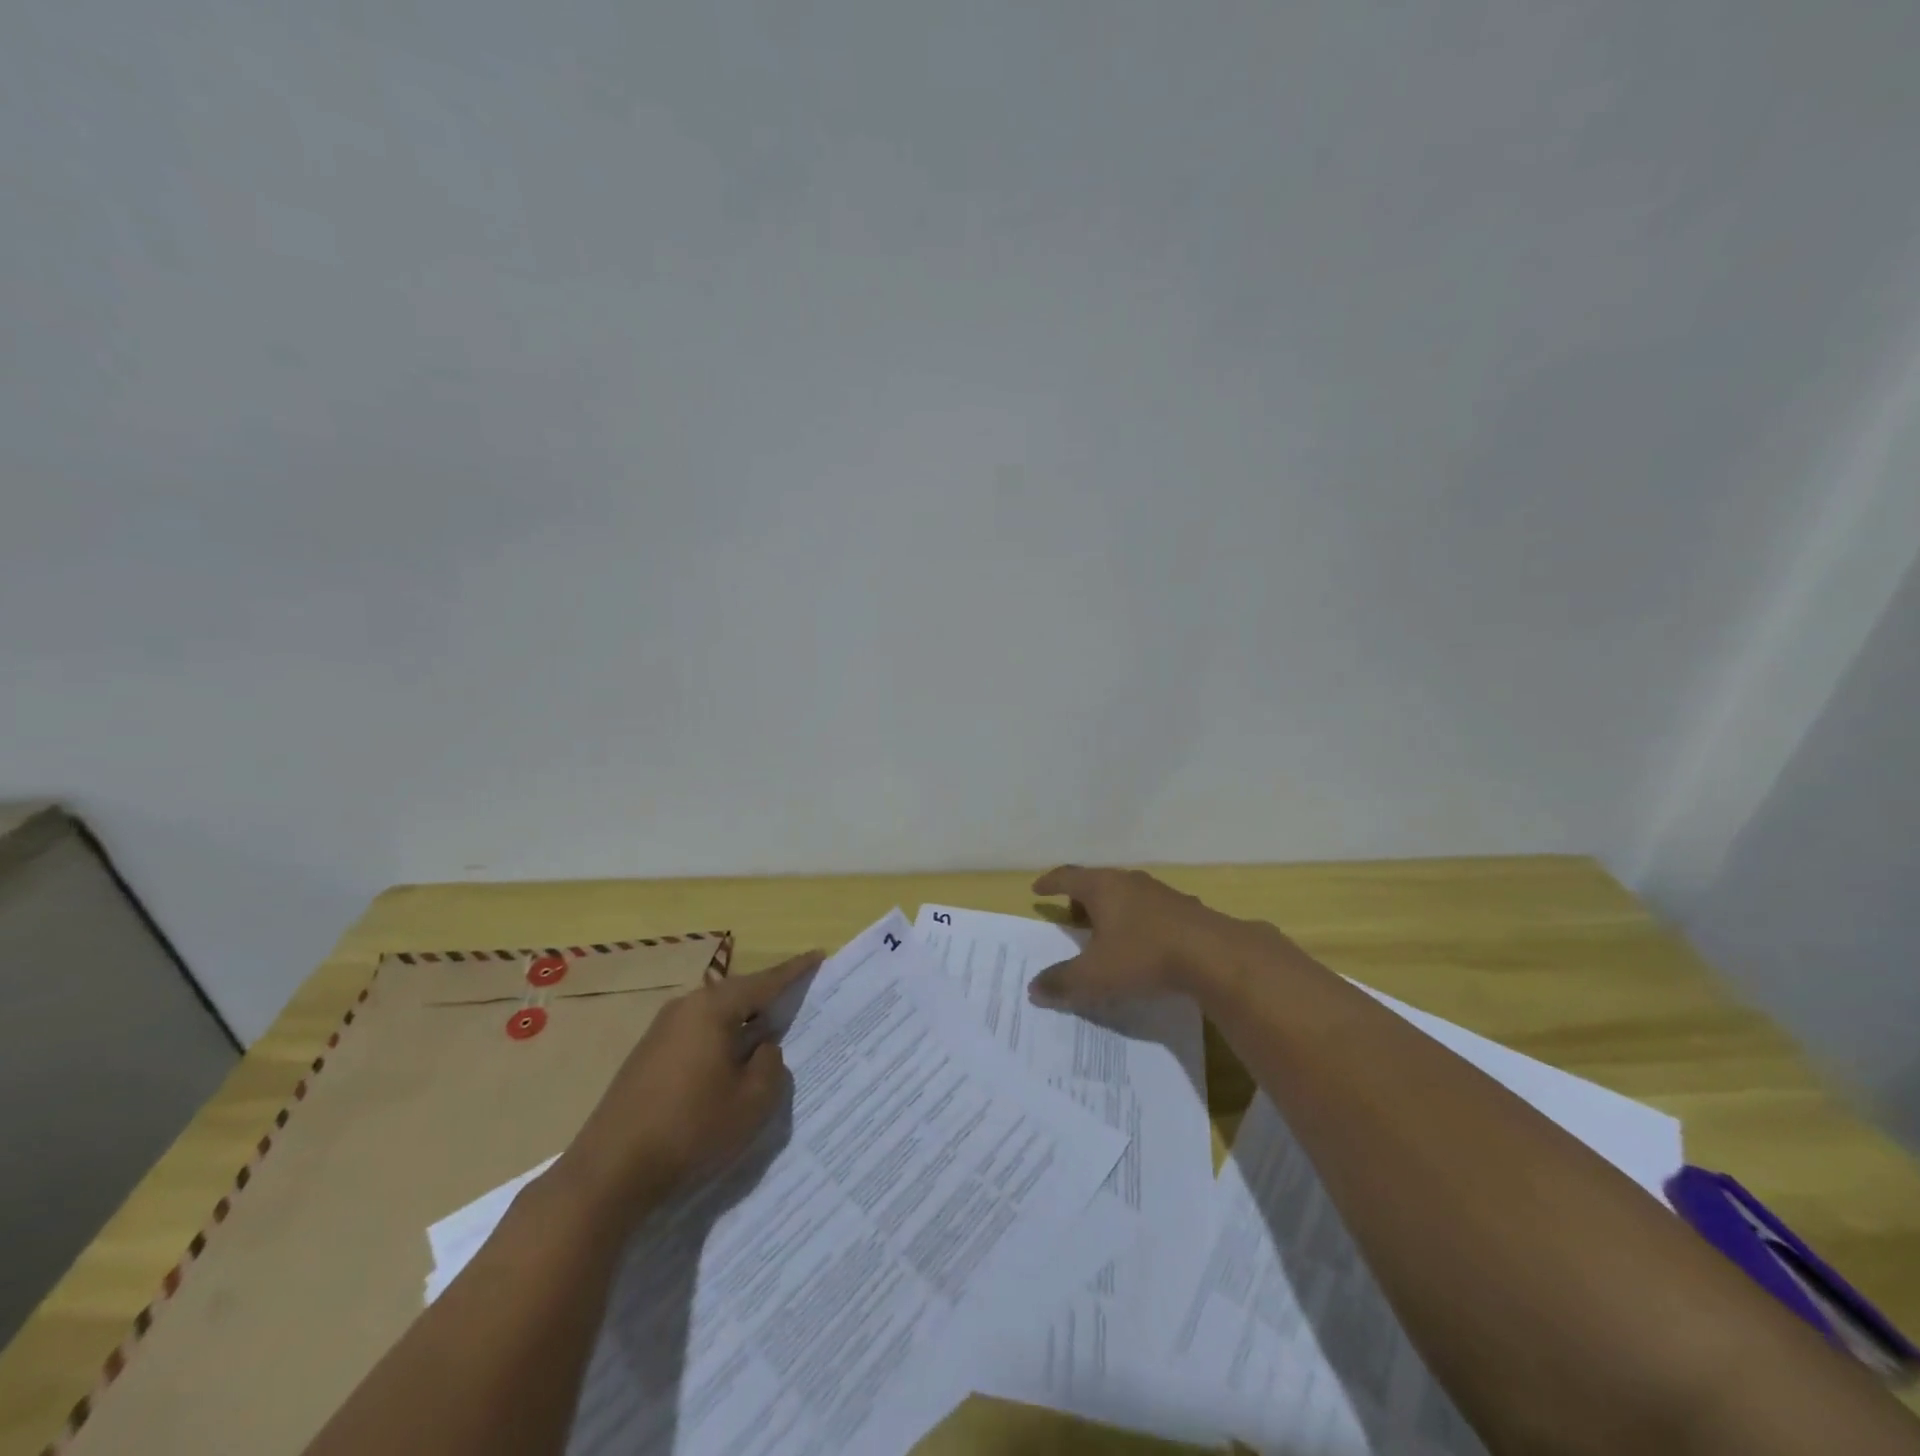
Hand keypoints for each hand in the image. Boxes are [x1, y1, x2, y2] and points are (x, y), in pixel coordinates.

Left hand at [555, 950, 823, 1225]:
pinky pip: (697, 1035)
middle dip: (767, 997)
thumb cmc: (691, 1128)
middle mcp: (685, 1008)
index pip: (765, 981)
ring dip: (742, 1024)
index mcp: (713, 1008)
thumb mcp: (752, 1101)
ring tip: (767, 1036)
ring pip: (715, 1016)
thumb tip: (763, 1048)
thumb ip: (771, 1065)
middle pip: (738, 994)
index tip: (817, 955)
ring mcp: (661, 1031)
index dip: (794, 971)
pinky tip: (728, 1066)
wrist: (609, 1171)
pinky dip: (720, 1042)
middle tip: (796, 999)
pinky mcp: (647, 1057)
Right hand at [1028, 866, 1261, 1009]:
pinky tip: (1143, 944)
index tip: (1037, 890)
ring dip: (1111, 910)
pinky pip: (1150, 910)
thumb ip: (1062, 981)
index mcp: (1102, 887)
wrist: (1214, 955)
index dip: (1050, 883)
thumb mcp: (1095, 975)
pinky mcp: (1185, 908)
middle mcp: (1129, 881)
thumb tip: (1033, 988)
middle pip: (1097, 883)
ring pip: (1126, 895)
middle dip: (1081, 900)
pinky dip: (1137, 922)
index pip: (1067, 877)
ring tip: (1106, 933)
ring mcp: (1160, 892)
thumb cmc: (1143, 956)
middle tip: (1071, 918)